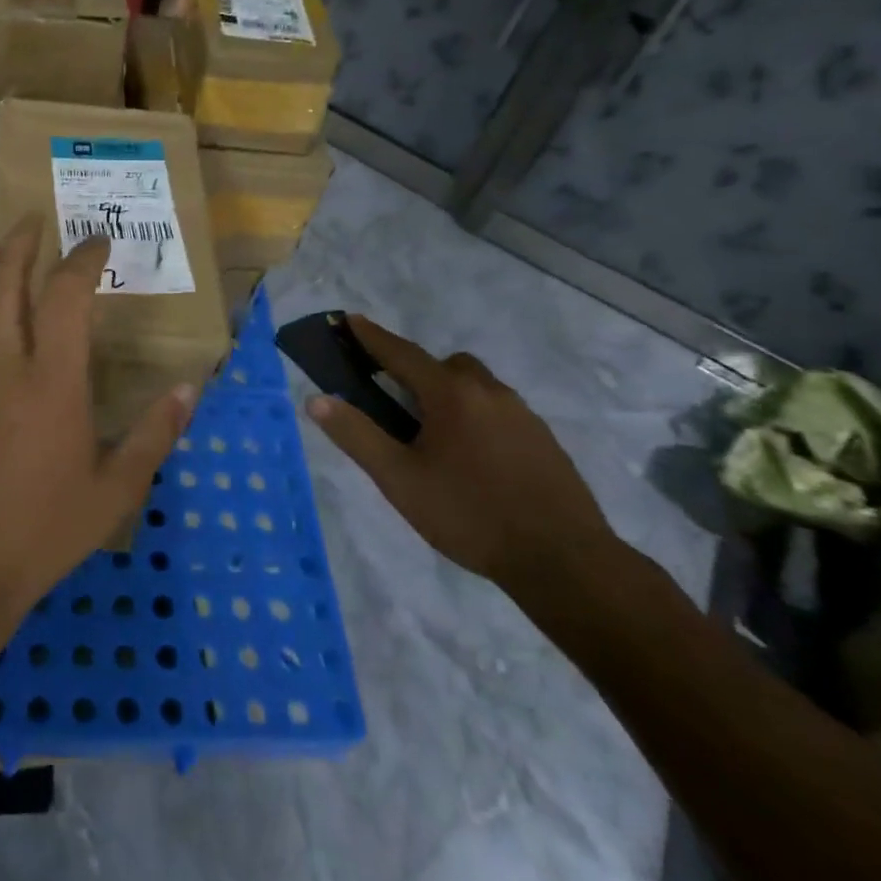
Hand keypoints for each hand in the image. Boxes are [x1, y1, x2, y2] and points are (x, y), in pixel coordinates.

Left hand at [0, 220, 195, 619]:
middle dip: (20, 245)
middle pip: (6, 284)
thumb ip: (153, 435)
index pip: (65, 297)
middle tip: (32, 219)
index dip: (82, 260)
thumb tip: (189, 390)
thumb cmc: (44, 528)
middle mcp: (4, 364)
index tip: (96, 242)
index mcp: (52, 380)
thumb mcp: (115, 489)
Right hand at [305, 316, 618, 599]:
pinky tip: (473, 458)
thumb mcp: (399, 479)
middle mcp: (488, 391)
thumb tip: (316, 399)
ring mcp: (523, 414)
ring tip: (434, 436)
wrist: (563, 559)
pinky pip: (499, 410)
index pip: (401, 352)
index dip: (372, 337)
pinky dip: (477, 416)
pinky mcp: (544, 439)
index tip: (351, 320)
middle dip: (417, 371)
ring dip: (450, 394)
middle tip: (396, 400)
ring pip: (476, 386)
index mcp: (450, 394)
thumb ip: (356, 435)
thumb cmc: (469, 514)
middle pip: (445, 365)